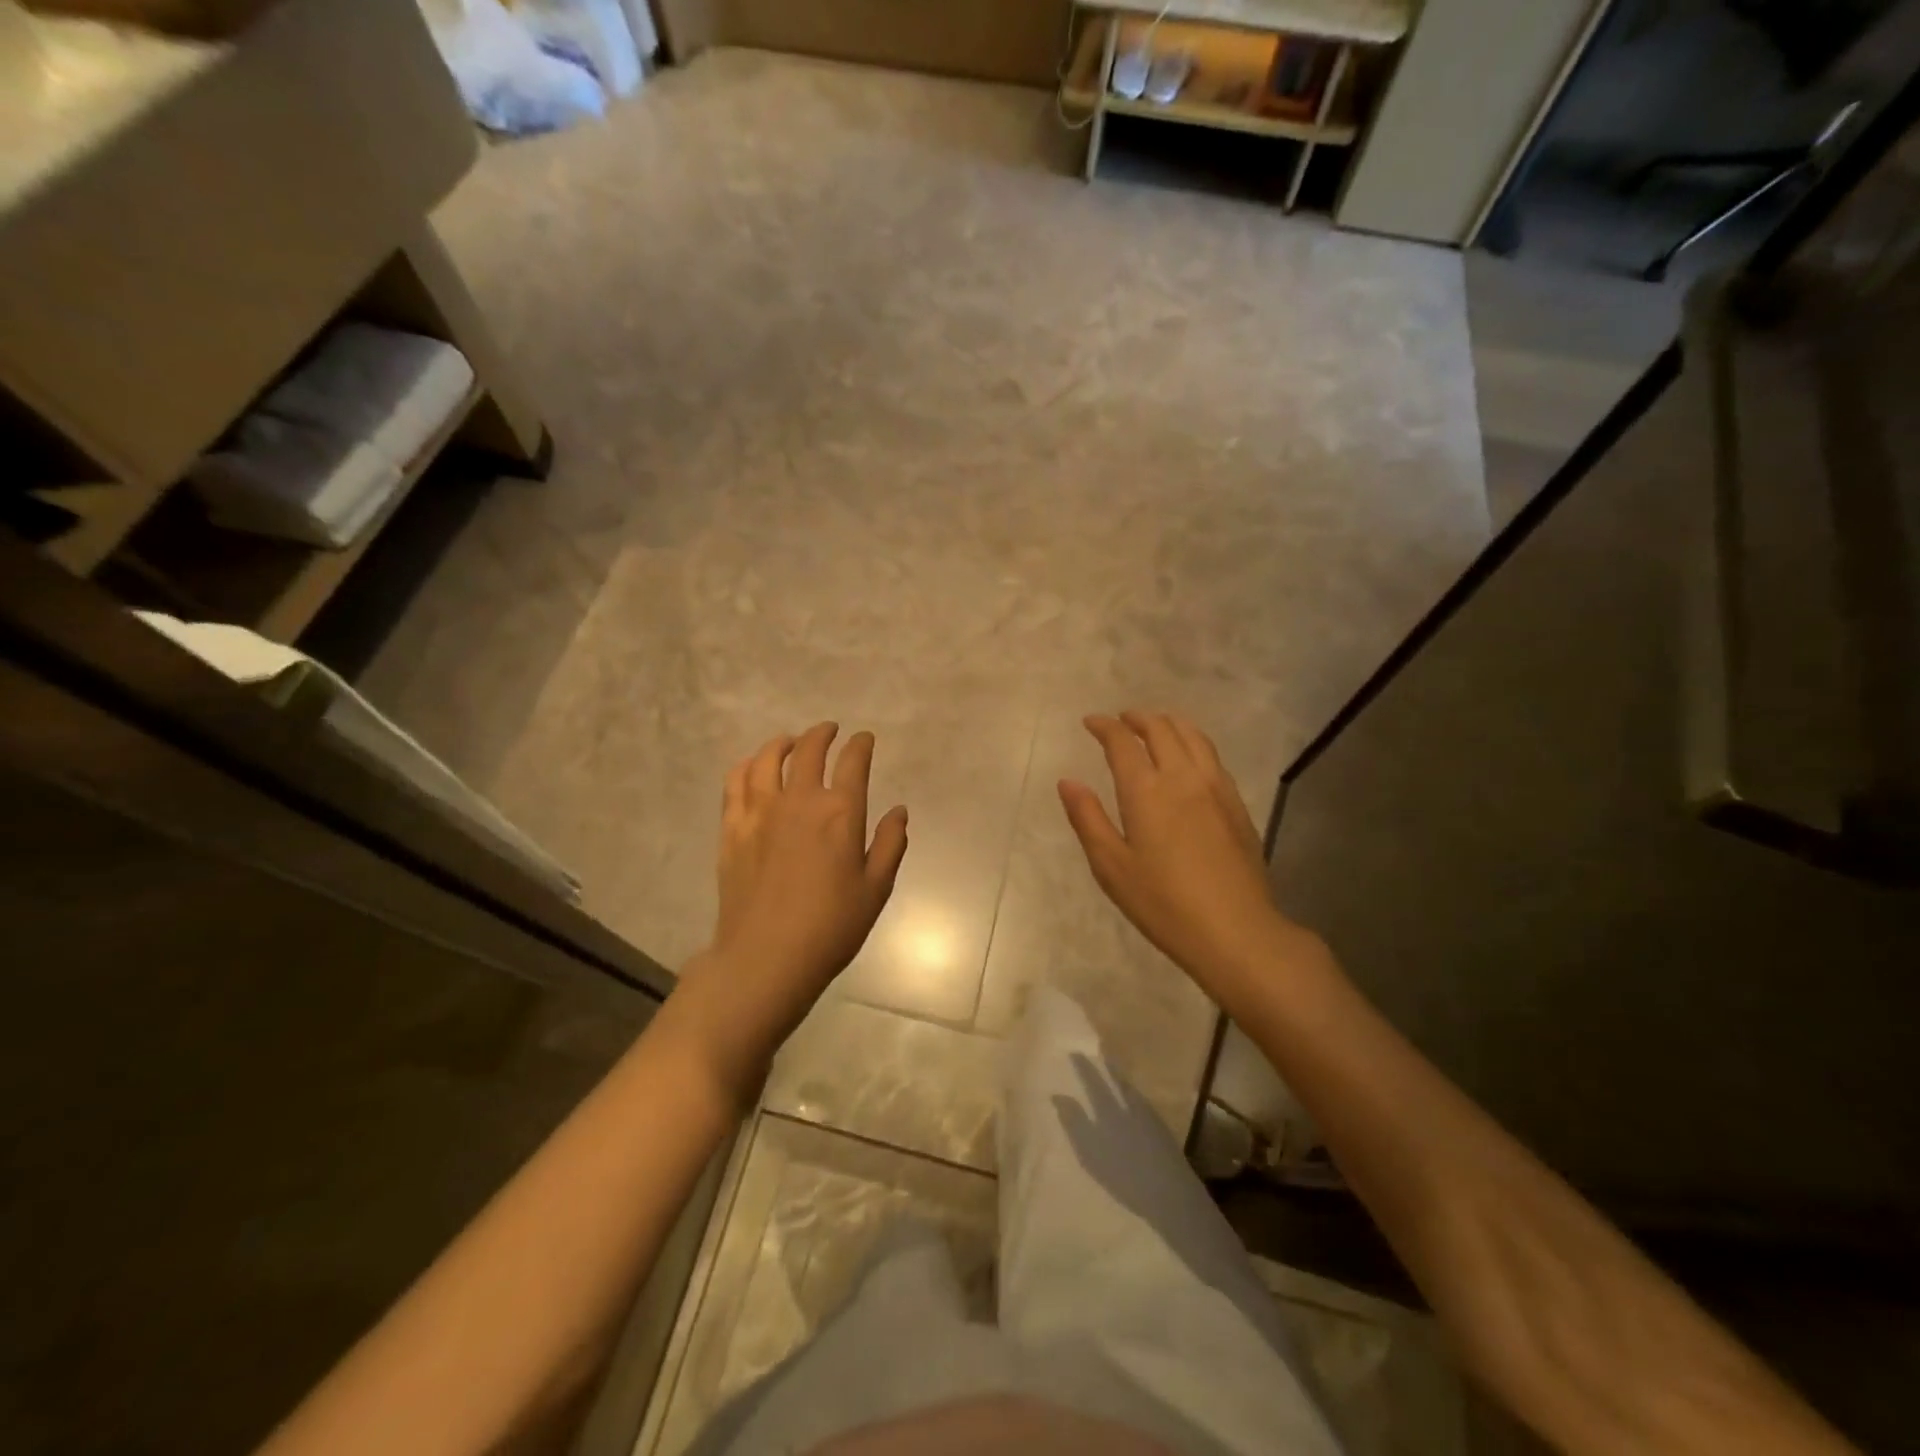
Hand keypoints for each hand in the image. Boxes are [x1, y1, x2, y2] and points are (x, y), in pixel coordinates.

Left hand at [673, 722, 908, 1088]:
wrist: (767, 957)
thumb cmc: (831, 927)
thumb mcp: (876, 889)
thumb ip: (891, 844)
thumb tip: (899, 810)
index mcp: (840, 813)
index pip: (853, 762)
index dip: (861, 745)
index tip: (864, 739)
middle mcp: (799, 800)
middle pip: (809, 750)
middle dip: (823, 734)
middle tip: (830, 731)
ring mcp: (760, 811)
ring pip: (768, 759)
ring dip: (783, 743)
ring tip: (791, 742)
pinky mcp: (732, 827)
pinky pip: (736, 782)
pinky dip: (747, 766)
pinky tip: (753, 768)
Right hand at [1059, 711, 1305, 992]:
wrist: (1235, 930)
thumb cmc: (1163, 903)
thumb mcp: (1111, 866)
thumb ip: (1088, 818)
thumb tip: (1067, 781)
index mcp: (1146, 791)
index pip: (1123, 742)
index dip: (1105, 726)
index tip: (1091, 722)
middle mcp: (1183, 777)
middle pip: (1161, 729)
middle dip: (1137, 718)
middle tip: (1121, 720)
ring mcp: (1215, 788)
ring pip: (1193, 736)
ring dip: (1169, 723)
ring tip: (1155, 726)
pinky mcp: (1236, 804)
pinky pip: (1212, 756)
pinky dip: (1193, 742)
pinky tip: (1188, 758)